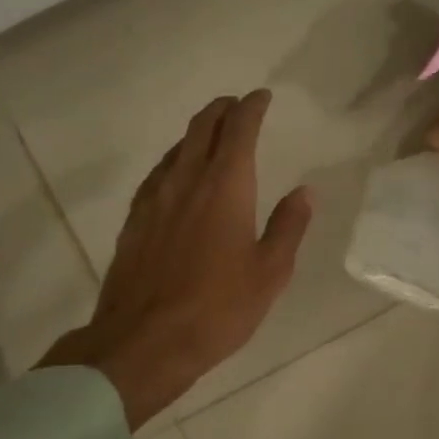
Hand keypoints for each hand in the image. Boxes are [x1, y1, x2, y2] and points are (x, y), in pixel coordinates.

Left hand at [40, 90, 311, 427]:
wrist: (144, 341)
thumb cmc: (218, 308)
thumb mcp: (269, 272)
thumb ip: (288, 226)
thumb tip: (304, 191)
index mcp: (226, 186)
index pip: (239, 129)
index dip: (252, 107)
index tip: (262, 97)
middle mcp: (186, 180)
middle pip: (202, 127)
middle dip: (222, 109)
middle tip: (237, 105)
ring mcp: (155, 199)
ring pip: (176, 148)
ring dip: (197, 132)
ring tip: (212, 135)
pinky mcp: (134, 220)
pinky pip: (158, 174)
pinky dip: (175, 160)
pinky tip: (178, 176)